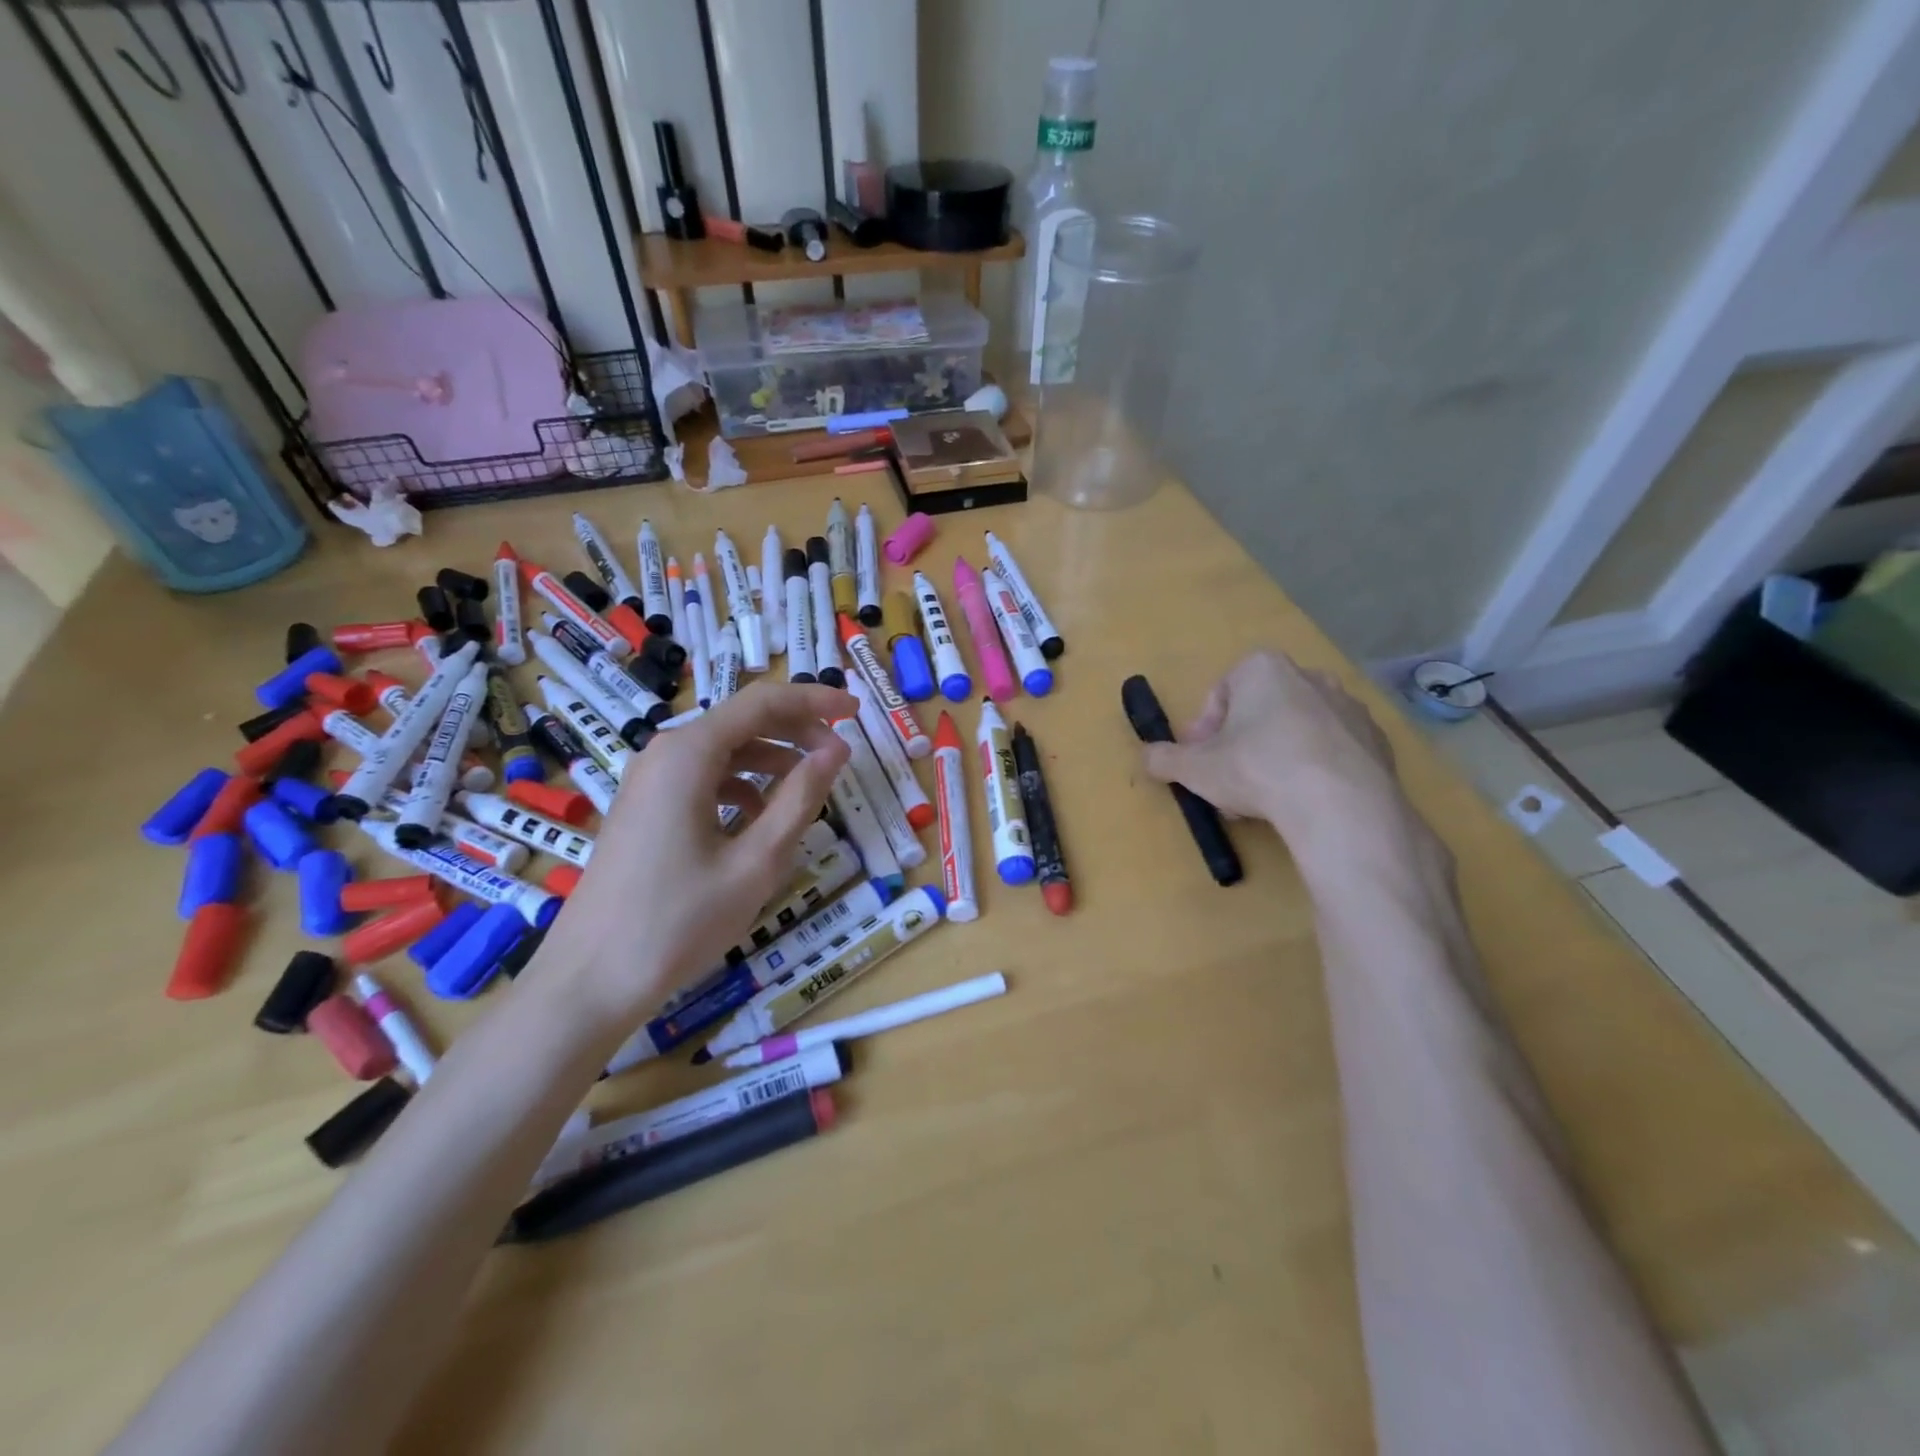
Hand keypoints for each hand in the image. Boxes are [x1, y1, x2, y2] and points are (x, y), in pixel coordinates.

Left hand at [533, 682, 852, 1026]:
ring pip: (724, 751)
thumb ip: (800, 798)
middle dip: (797, 732)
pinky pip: (704, 779)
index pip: (764, 703)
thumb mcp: (756, 861)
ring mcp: (649, 782)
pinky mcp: (645, 809)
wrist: (590, 980)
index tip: (857, 711)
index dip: (815, 701)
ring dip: (772, 762)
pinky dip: (742, 787)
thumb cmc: (679, 921)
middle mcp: (664, 754)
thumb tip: (838, 750)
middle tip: (840, 758)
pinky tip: (762, 821)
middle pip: (743, 722)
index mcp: (688, 754)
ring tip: (809, 792)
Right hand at [1141, 652, 1429, 878]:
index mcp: (1262, 669)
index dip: (1205, 728)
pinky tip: (1305, 801)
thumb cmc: (1257, 769)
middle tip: (1229, 780)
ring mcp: (1348, 707)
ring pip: (1297, 729)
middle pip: (1260, 709)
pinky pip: (1333, 750)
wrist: (1341, 804)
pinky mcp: (1377, 740)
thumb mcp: (1194, 769)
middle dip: (1241, 742)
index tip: (1200, 760)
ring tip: (1266, 797)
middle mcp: (1309, 676)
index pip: (1221, 692)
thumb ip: (1164, 759)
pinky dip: (1315, 769)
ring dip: (1276, 755)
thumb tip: (1146, 758)